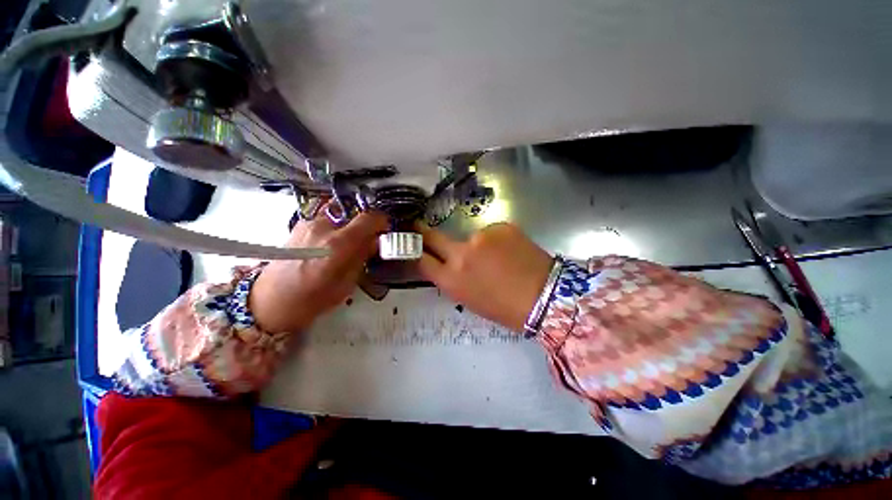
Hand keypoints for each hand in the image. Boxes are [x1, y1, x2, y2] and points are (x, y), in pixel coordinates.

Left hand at [249, 209, 388, 332]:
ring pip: (340, 215)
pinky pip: (326, 219)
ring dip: (349, 226)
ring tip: (346, 245)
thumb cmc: (311, 299)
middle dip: (365, 225)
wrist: (268, 301)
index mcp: (338, 244)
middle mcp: (323, 227)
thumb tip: (374, 242)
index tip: (384, 229)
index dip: (381, 221)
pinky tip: (329, 245)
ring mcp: (308, 223)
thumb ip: (362, 258)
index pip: (369, 218)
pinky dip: (334, 227)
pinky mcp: (299, 225)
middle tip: (367, 241)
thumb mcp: (346, 283)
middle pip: (355, 213)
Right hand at [417, 222, 553, 331]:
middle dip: (423, 231)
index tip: (411, 242)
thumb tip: (449, 263)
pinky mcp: (501, 226)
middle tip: (419, 226)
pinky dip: (497, 240)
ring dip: (479, 245)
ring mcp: (480, 236)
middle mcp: (460, 254)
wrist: (545, 296)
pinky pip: (492, 232)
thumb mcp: (469, 299)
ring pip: (470, 236)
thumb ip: (454, 279)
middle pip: (432, 236)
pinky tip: (512, 252)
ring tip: (499, 258)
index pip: (421, 259)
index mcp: (451, 280)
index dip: (414, 250)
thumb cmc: (505, 308)